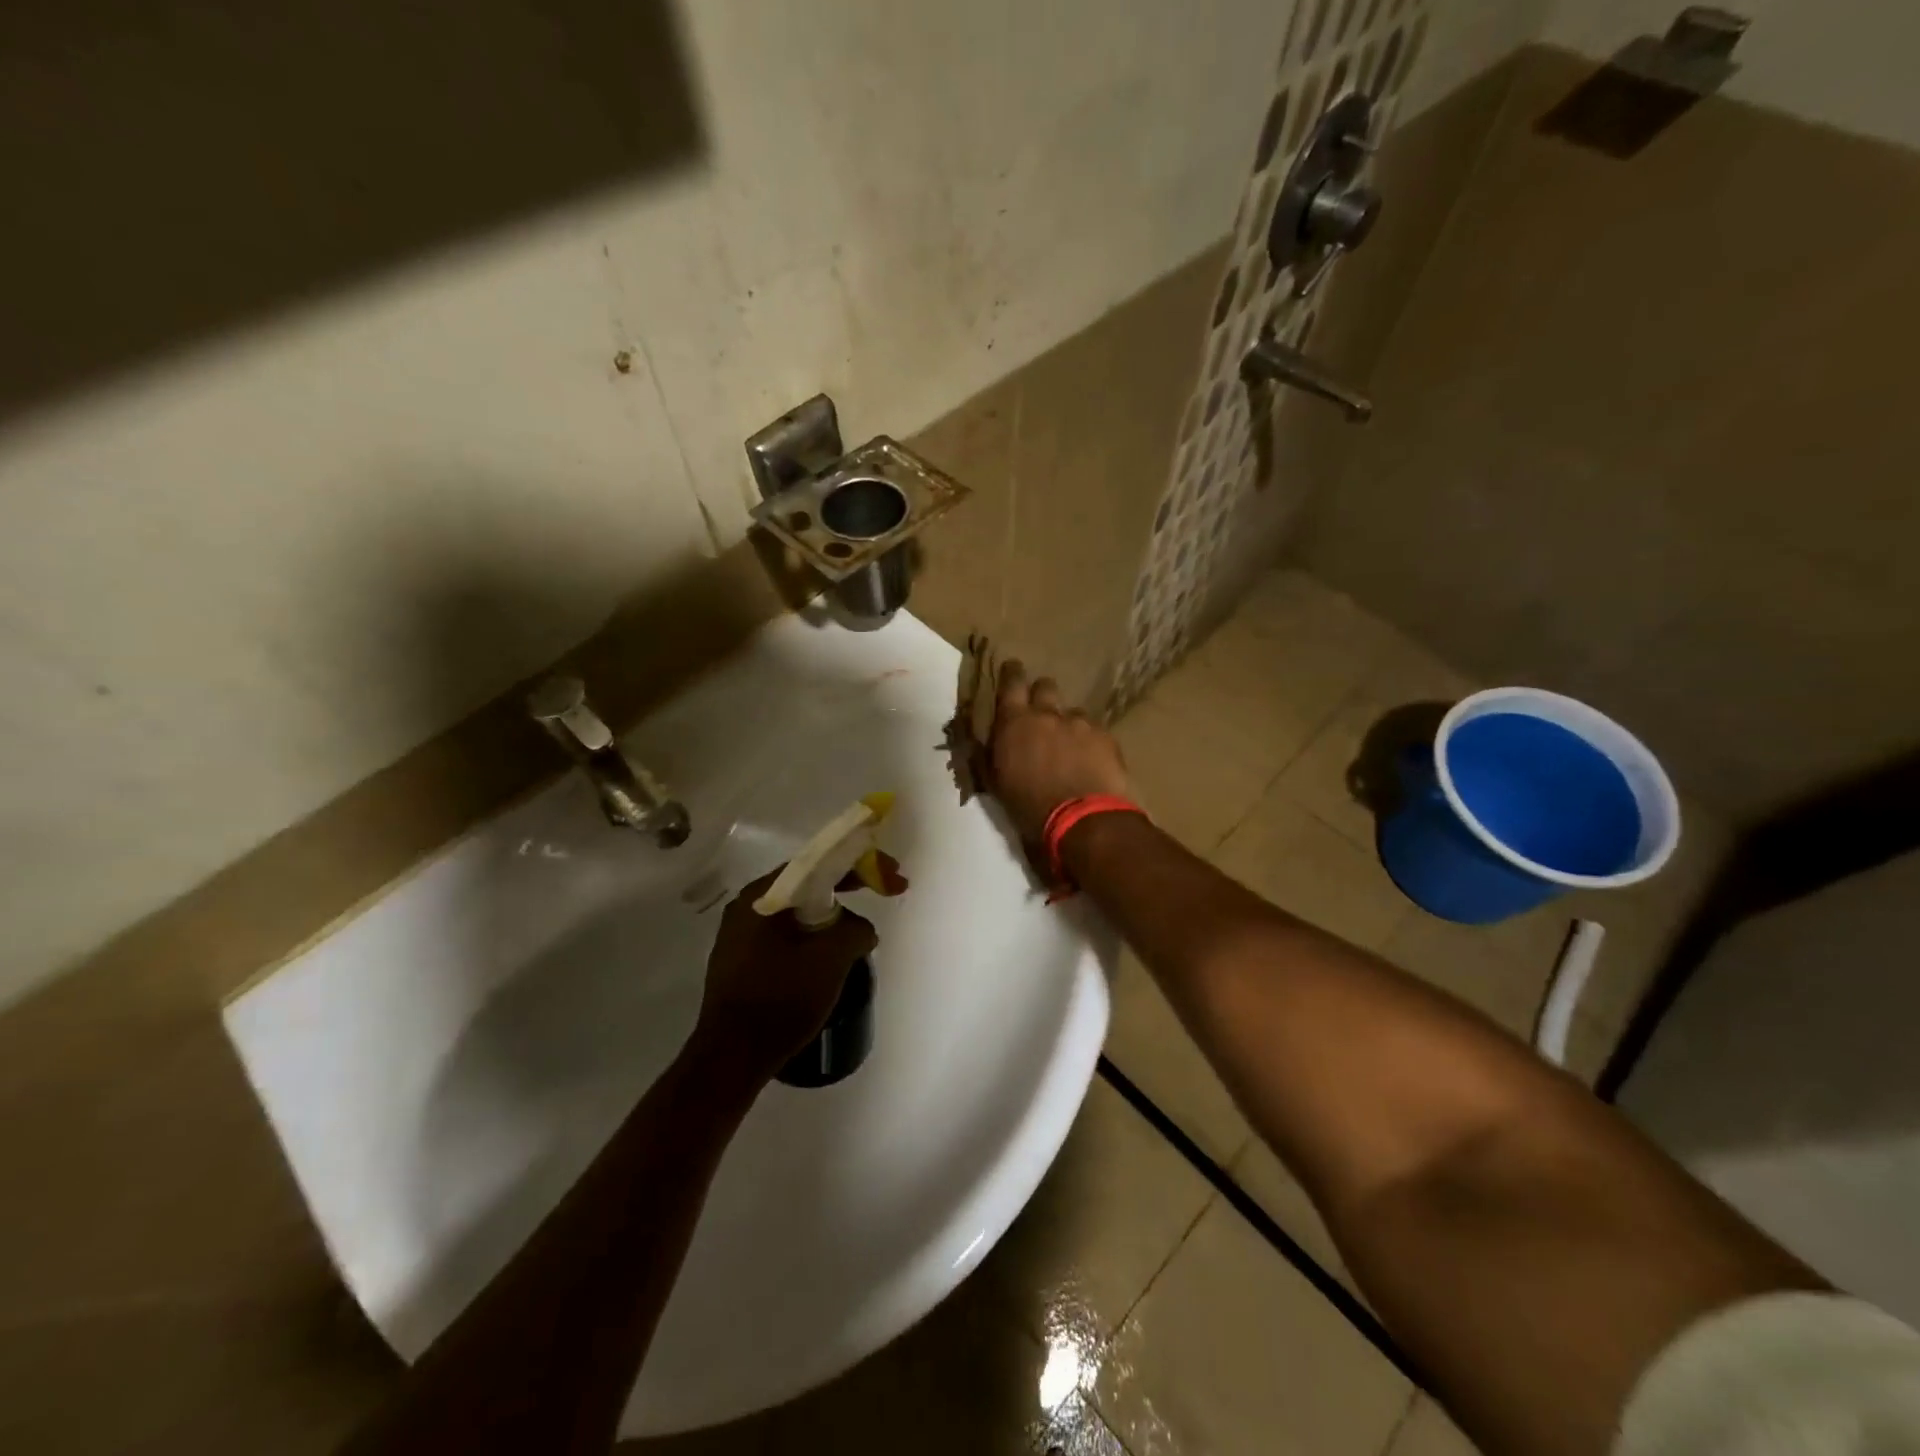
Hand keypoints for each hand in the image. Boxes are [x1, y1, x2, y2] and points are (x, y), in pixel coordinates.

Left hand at [690, 868, 878, 1079]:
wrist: (731, 1058)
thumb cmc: (780, 1000)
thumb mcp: (830, 959)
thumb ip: (855, 930)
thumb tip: (861, 930)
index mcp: (762, 896)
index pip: (816, 864)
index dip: (858, 865)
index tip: (889, 874)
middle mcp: (746, 907)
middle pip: (806, 886)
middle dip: (846, 891)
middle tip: (881, 894)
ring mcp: (739, 936)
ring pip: (797, 914)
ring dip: (829, 918)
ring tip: (855, 936)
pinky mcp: (741, 962)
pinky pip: (785, 936)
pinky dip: (811, 938)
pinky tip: (827, 958)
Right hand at [987, 660, 1130, 843]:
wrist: (1084, 820)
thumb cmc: (1030, 808)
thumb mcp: (997, 783)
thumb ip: (990, 754)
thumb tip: (985, 741)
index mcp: (1014, 723)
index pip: (1011, 682)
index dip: (1011, 673)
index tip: (1012, 669)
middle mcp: (1047, 714)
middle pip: (1045, 686)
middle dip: (1042, 695)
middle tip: (1041, 713)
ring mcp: (1079, 722)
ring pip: (1072, 711)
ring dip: (1068, 723)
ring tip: (1071, 747)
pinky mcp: (1105, 735)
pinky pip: (1094, 729)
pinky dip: (1089, 740)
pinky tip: (1091, 760)